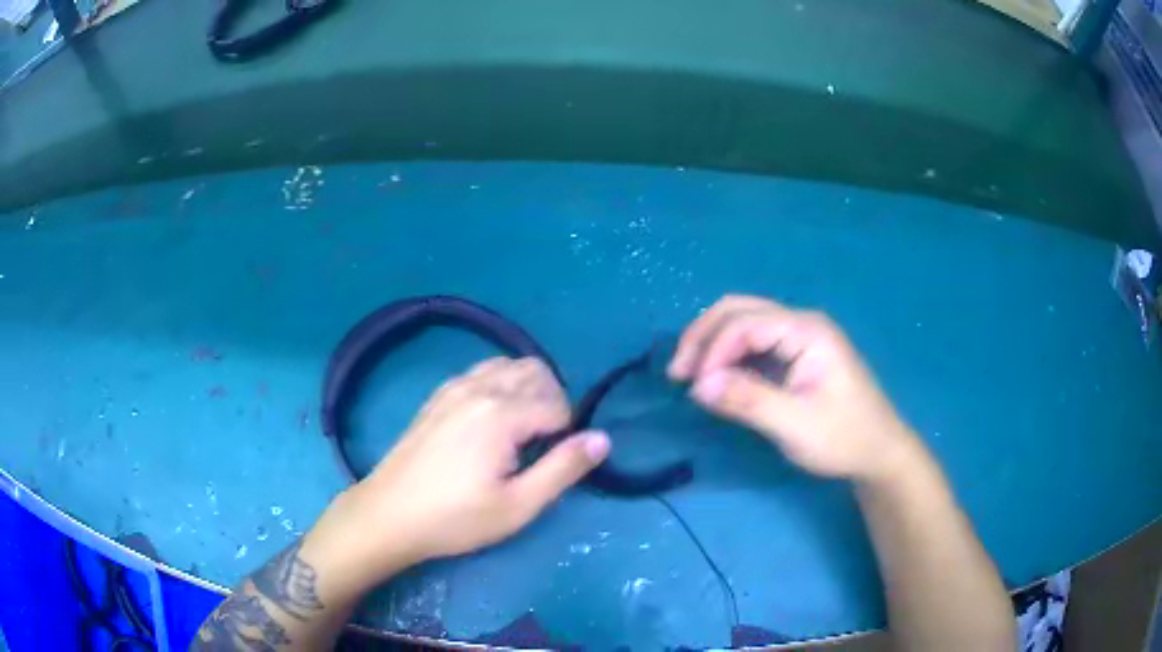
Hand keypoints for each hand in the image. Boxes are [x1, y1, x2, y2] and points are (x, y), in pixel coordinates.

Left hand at [308, 357, 609, 593]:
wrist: (389, 514)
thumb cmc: (455, 518)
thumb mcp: (518, 506)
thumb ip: (563, 469)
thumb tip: (603, 439)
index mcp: (502, 413)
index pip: (558, 404)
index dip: (565, 434)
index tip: (546, 465)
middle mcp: (480, 387)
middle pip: (537, 372)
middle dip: (552, 402)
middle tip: (541, 447)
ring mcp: (454, 386)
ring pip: (509, 365)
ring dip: (527, 389)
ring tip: (520, 432)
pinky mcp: (438, 395)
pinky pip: (483, 372)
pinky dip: (501, 386)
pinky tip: (490, 422)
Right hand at [669, 295, 921, 481]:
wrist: (878, 451)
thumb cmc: (843, 438)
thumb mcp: (796, 426)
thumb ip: (749, 401)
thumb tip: (698, 385)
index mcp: (808, 331)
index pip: (746, 324)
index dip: (713, 350)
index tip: (693, 387)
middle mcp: (802, 323)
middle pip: (739, 310)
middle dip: (703, 336)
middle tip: (678, 373)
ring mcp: (799, 336)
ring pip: (743, 321)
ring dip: (712, 343)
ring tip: (688, 374)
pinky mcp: (795, 353)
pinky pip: (752, 341)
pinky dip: (727, 354)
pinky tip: (715, 375)